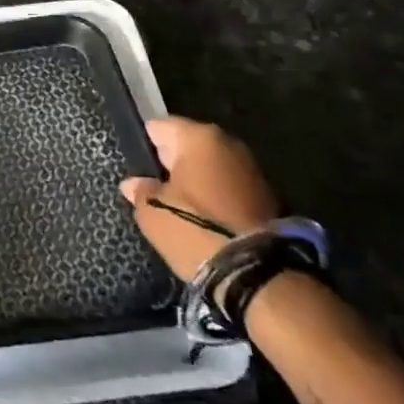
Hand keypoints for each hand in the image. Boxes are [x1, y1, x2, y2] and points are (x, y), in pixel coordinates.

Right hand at [119, 116, 278, 279]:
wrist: (257, 275)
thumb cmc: (195, 229)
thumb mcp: (152, 212)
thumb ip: (140, 191)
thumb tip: (134, 184)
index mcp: (198, 136)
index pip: (158, 127)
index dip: (145, 146)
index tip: (137, 168)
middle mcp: (228, 143)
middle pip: (188, 146)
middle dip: (173, 163)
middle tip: (156, 189)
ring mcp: (252, 169)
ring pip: (211, 168)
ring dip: (198, 182)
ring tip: (180, 208)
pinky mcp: (270, 198)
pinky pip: (229, 187)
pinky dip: (217, 198)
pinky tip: (205, 220)